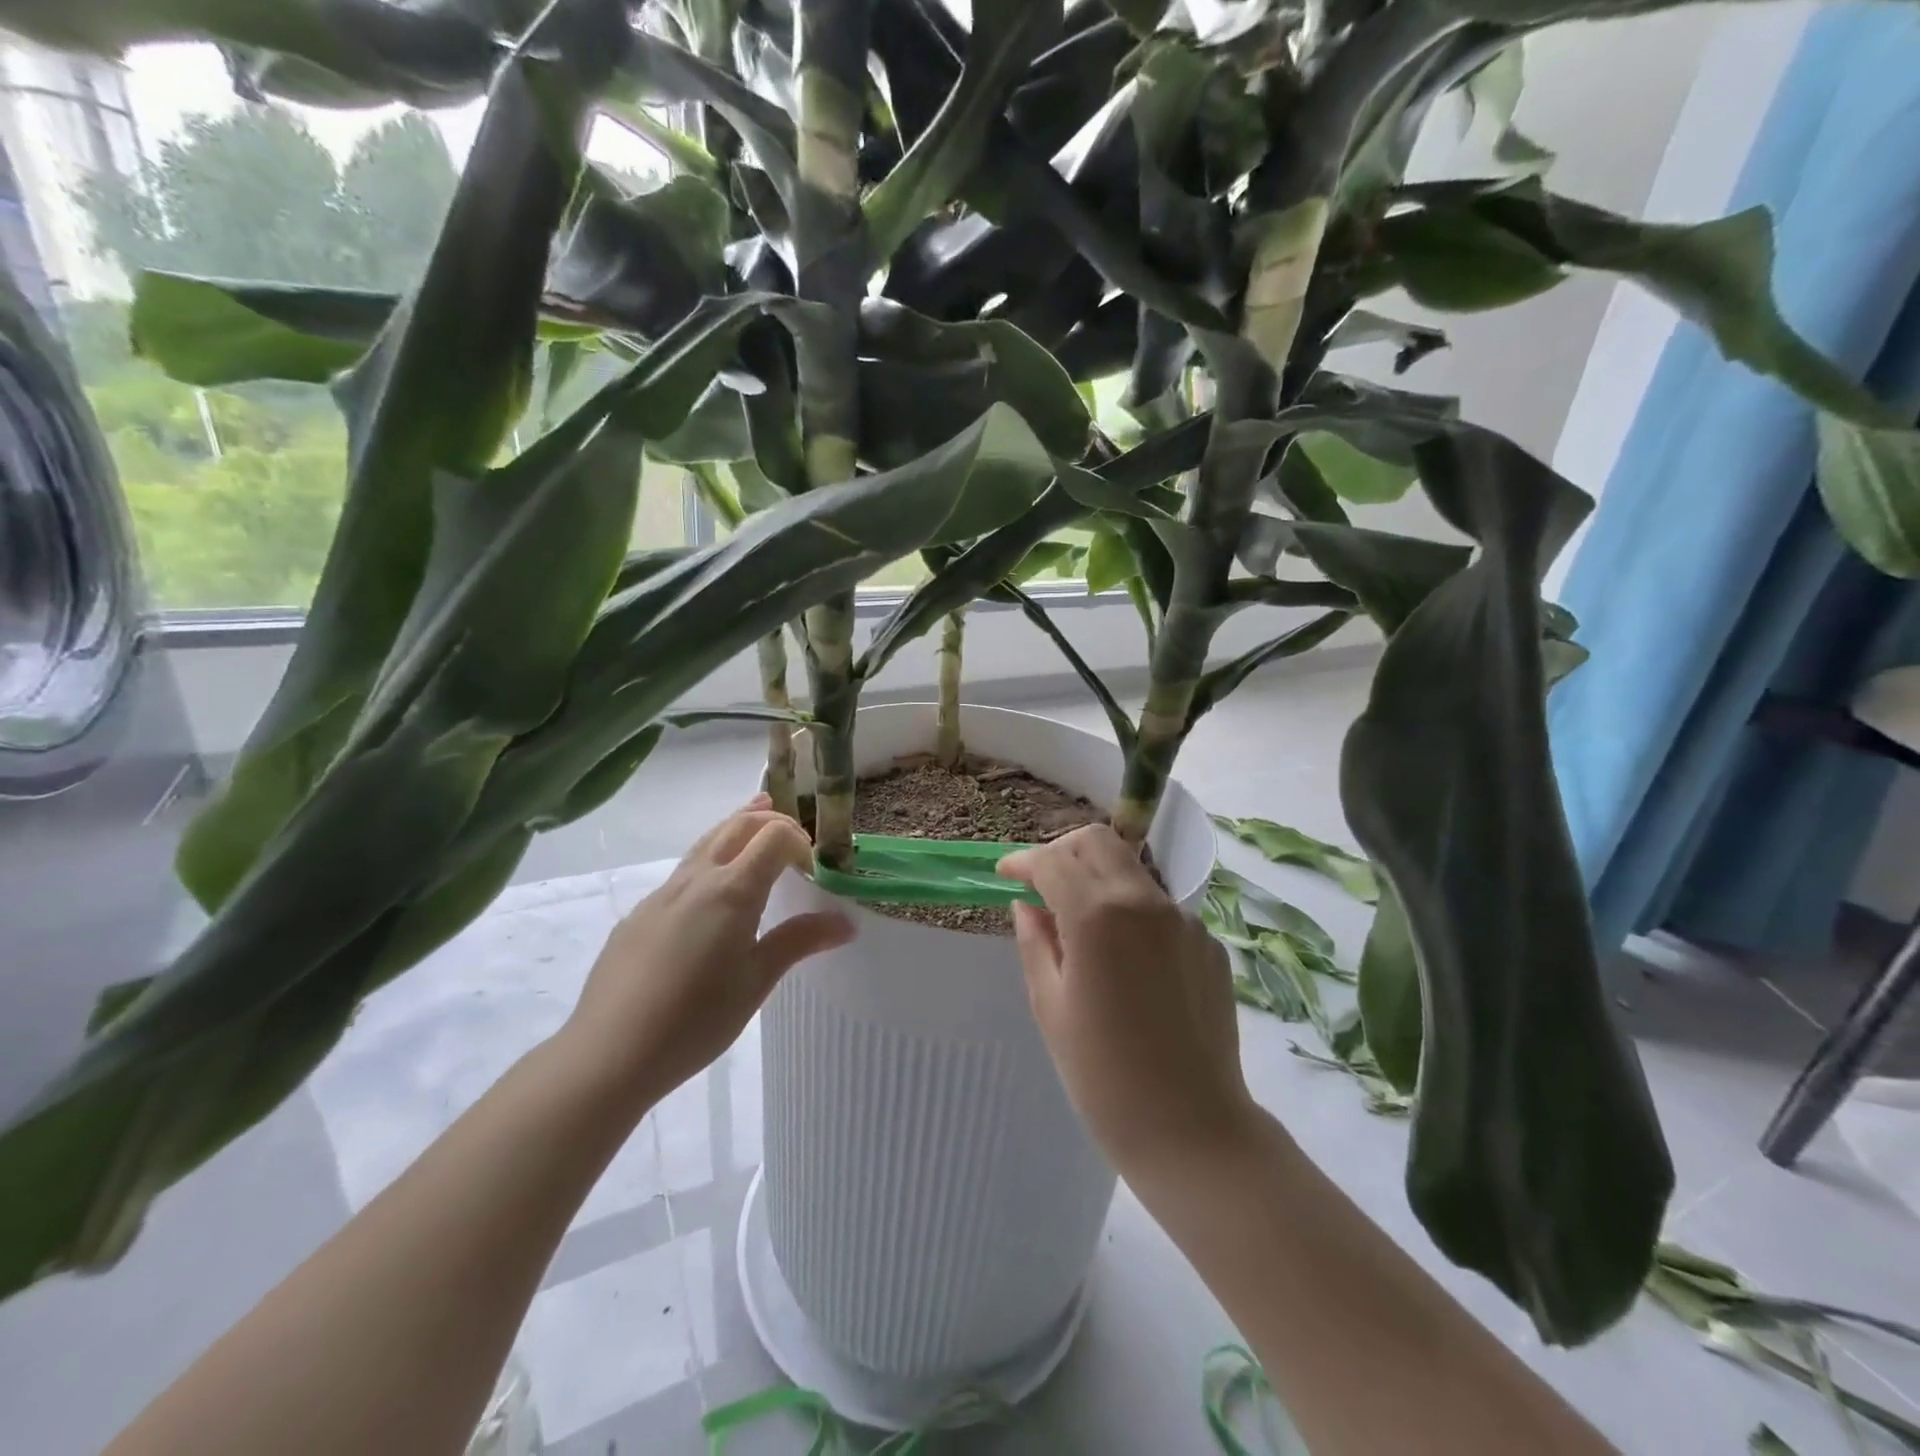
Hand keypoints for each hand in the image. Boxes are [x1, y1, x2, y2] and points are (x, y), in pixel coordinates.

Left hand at [560, 795, 852, 1111]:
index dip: (799, 840)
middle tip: (793, 834)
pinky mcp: (639, 914)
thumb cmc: (696, 1019)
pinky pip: (682, 872)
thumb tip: (846, 922)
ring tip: (755, 821)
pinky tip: (711, 894)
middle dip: (768, 820)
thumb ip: (799, 941)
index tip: (813, 868)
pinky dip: (709, 859)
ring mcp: (662, 894)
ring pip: (705, 842)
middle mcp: (696, 879)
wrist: (609, 1052)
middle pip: (736, 826)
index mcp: (731, 890)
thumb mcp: (756, 981)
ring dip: (736, 829)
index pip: (774, 835)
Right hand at [999, 826, 1257, 1179]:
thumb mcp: (1051, 1007)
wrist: (1192, 1130)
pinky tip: (1126, 962)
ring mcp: (1185, 920)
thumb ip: (1036, 943)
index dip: (1023, 861)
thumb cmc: (1103, 1077)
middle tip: (1042, 884)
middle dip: (1063, 852)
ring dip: (1099, 879)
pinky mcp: (1209, 943)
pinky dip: (1133, 914)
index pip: (1053, 862)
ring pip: (1132, 871)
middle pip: (1099, 842)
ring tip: (1081, 925)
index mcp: (1098, 916)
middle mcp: (1145, 902)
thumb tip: (1028, 905)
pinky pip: (1161, 909)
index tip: (1005, 873)